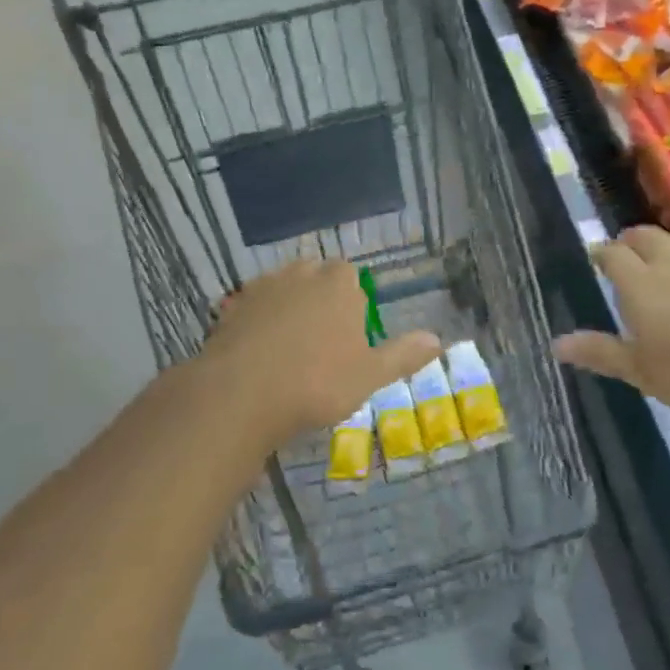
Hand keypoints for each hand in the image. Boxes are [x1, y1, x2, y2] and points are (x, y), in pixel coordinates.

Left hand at [201, 260, 441, 452]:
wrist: (241, 394)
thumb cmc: (318, 383)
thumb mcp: (370, 375)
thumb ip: (403, 355)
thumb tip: (438, 340)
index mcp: (339, 284)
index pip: (351, 276)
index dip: (353, 302)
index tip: (351, 334)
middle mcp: (301, 275)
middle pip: (316, 276)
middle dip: (321, 298)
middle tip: (323, 339)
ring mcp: (263, 288)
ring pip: (283, 288)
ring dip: (289, 306)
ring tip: (291, 346)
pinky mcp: (231, 307)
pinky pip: (253, 307)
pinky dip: (259, 321)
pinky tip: (260, 351)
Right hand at [553, 226, 669, 419]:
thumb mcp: (641, 372)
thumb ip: (601, 353)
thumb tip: (557, 344)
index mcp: (640, 285)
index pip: (613, 255)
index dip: (602, 253)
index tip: (596, 257)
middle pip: (646, 236)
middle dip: (631, 241)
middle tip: (625, 254)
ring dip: (667, 248)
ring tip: (665, 264)